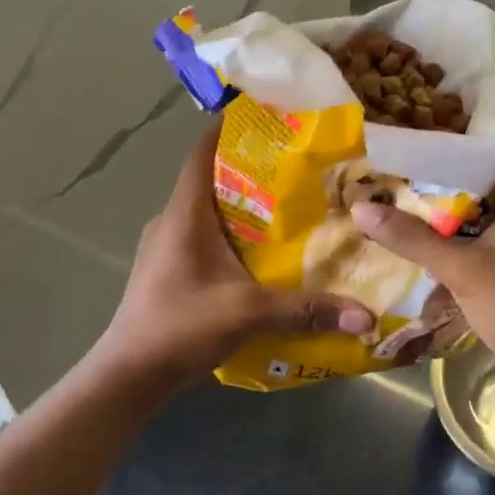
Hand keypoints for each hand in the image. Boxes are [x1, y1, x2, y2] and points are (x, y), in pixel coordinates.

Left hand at [98, 126, 374, 385]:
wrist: (128, 376)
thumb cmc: (181, 327)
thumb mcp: (249, 314)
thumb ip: (307, 310)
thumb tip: (366, 317)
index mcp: (185, 214)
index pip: (203, 152)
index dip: (231, 129)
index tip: (269, 119)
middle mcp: (172, 221)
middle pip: (211, 178)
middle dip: (251, 169)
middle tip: (297, 167)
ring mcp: (165, 247)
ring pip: (208, 210)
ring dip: (242, 204)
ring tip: (288, 206)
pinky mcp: (167, 270)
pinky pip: (203, 236)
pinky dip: (231, 234)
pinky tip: (260, 253)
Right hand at [350, 149, 494, 397]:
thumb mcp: (461, 269)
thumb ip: (412, 238)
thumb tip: (360, 208)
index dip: (464, 139)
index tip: (423, 133)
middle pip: (486, 180)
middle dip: (445, 174)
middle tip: (401, 164)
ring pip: (480, 212)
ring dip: (446, 208)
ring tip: (401, 194)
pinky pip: (480, 240)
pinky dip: (454, 237)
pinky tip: (419, 239)